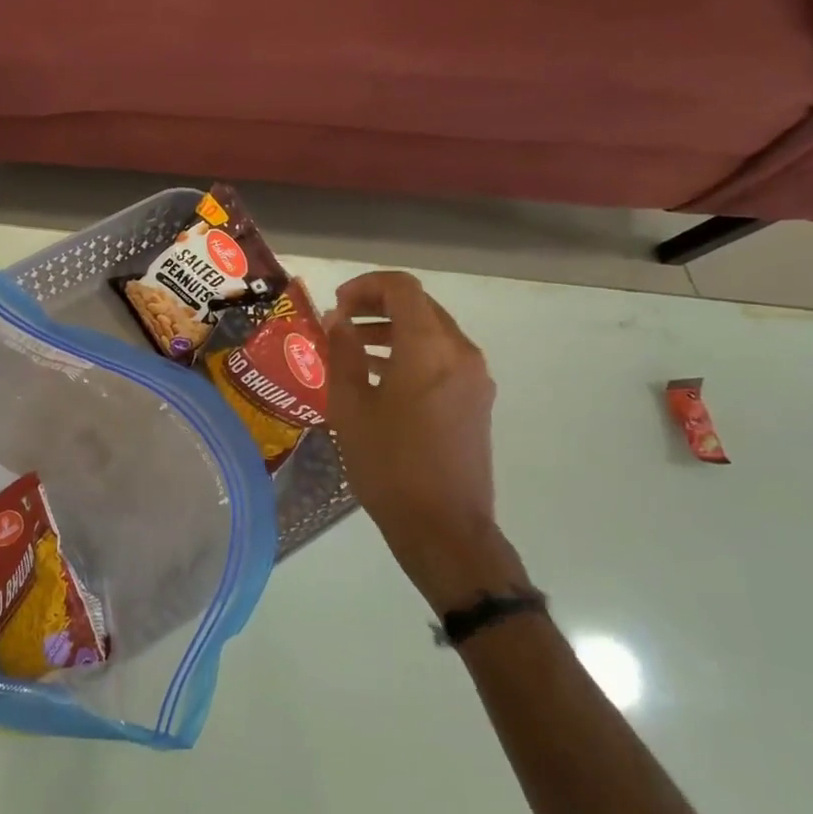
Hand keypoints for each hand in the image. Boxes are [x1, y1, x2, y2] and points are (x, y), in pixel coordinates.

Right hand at [325, 272, 529, 615]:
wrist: (444, 527)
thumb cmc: (388, 465)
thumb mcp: (351, 407)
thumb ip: (343, 353)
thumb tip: (339, 320)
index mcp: (428, 349)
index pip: (401, 289)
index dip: (365, 287)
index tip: (335, 306)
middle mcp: (460, 353)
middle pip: (420, 306)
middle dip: (377, 306)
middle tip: (339, 322)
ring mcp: (474, 377)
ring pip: (432, 332)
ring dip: (393, 330)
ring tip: (353, 350)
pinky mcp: (477, 400)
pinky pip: (442, 358)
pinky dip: (411, 353)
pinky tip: (381, 378)